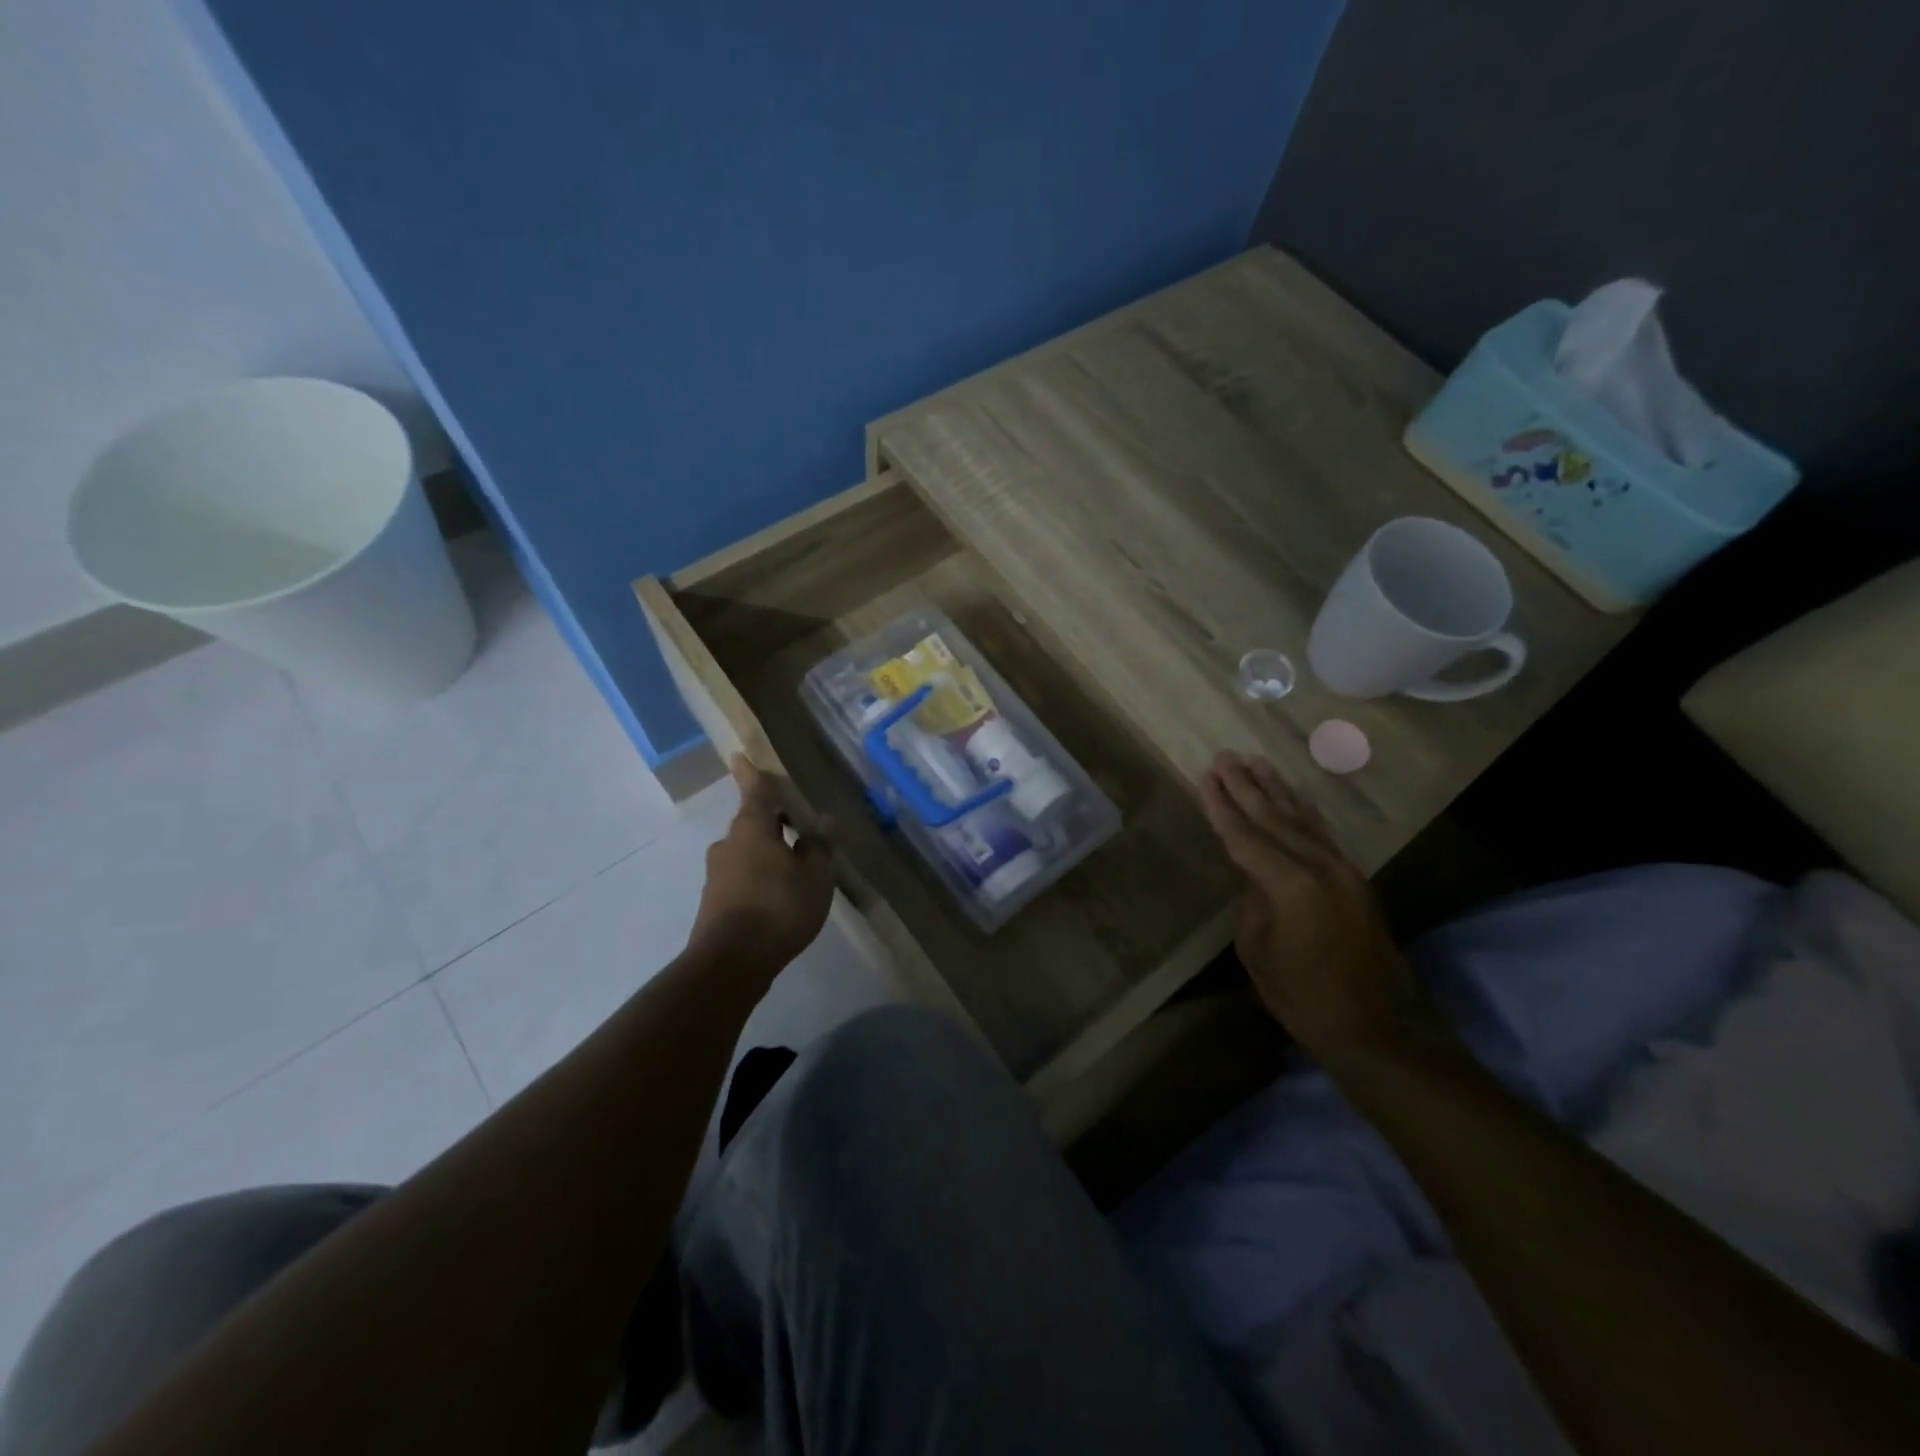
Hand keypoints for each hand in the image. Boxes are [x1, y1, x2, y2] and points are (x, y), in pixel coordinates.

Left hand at [690, 757, 835, 975]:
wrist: (730, 963)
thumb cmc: (778, 908)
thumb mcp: (814, 876)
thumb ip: (818, 846)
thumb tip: (821, 822)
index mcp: (752, 828)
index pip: (755, 791)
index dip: (751, 773)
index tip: (739, 755)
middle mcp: (729, 844)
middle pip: (752, 823)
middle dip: (773, 821)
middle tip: (798, 824)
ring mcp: (717, 874)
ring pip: (747, 851)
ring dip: (768, 852)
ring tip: (796, 866)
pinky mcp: (715, 901)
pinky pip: (742, 876)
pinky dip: (760, 876)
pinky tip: (780, 896)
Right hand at [1200, 751, 1428, 1059]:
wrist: (1370, 1025)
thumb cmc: (1300, 994)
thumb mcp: (1256, 949)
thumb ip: (1253, 901)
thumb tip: (1256, 876)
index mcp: (1289, 885)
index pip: (1245, 836)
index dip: (1221, 806)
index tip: (1206, 776)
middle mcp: (1319, 867)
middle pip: (1273, 818)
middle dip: (1245, 787)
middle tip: (1225, 757)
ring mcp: (1342, 870)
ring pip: (1301, 819)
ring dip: (1276, 790)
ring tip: (1255, 762)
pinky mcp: (1354, 879)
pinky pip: (1322, 834)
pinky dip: (1304, 811)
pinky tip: (1294, 797)